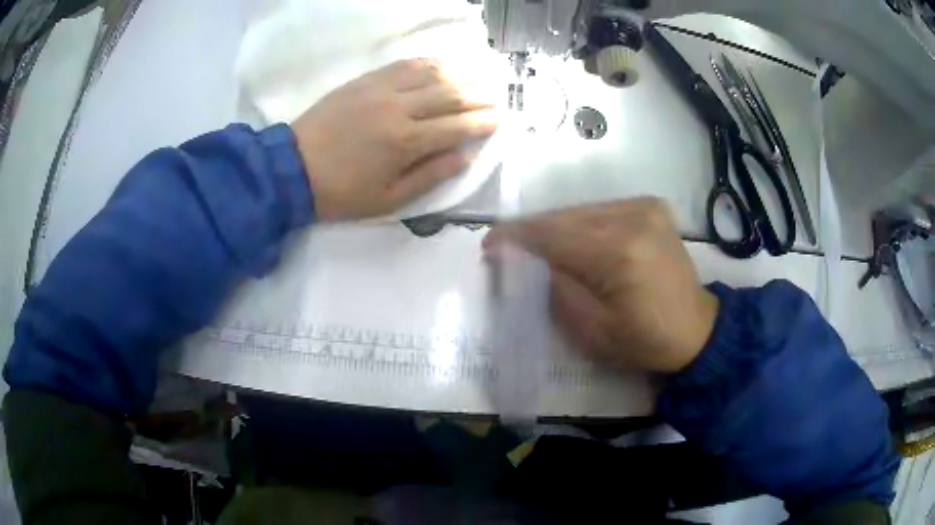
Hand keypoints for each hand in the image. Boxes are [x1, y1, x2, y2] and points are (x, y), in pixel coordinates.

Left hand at [291, 58, 500, 220]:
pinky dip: (430, 63)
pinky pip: (405, 64)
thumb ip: (430, 176)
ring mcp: (381, 89)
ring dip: (462, 75)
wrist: (292, 169)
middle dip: (481, 96)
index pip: (458, 126)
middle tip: (499, 97)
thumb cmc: (341, 193)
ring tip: (480, 78)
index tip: (504, 119)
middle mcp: (400, 108)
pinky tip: (444, 64)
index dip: (485, 121)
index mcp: (406, 142)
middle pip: (451, 94)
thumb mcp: (389, 200)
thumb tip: (466, 156)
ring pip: (432, 74)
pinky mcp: (365, 80)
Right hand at [483, 198, 718, 372]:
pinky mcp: (651, 206)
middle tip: (506, 247)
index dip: (516, 237)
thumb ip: (556, 290)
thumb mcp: (591, 331)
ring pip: (581, 210)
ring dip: (555, 226)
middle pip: (565, 217)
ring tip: (534, 245)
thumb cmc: (644, 341)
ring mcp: (645, 207)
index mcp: (619, 253)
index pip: (553, 236)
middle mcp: (633, 217)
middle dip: (532, 231)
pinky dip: (580, 223)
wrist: (696, 329)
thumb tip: (530, 261)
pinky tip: (571, 240)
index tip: (489, 244)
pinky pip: (601, 210)